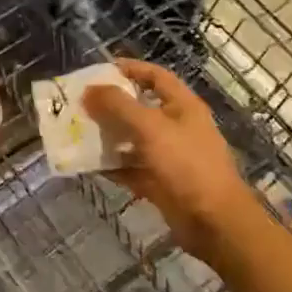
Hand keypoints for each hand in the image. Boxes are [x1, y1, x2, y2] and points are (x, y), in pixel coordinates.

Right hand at [83, 60, 257, 266]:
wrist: (214, 222)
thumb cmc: (187, 165)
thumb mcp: (151, 128)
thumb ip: (119, 106)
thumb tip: (90, 89)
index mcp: (182, 106)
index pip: (156, 76)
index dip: (130, 69)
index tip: (99, 69)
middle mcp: (176, 127)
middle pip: (139, 108)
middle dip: (110, 105)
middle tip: (80, 104)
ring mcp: (168, 156)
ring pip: (132, 139)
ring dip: (108, 136)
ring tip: (77, 132)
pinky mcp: (159, 182)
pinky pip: (130, 168)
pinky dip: (112, 166)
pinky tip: (88, 165)